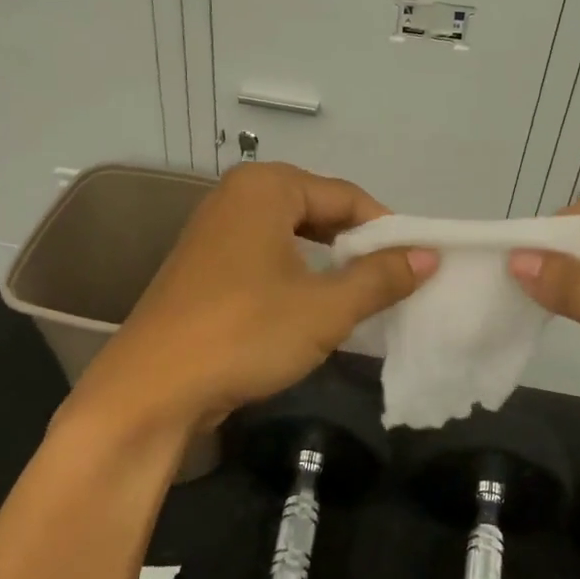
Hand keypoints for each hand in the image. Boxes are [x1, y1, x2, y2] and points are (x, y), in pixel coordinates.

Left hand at [70, 163, 435, 436]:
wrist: (151, 391)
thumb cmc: (244, 334)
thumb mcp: (325, 308)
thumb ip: (380, 277)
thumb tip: (429, 255)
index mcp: (265, 188)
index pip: (347, 196)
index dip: (387, 230)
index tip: (418, 264)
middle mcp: (237, 197)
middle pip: (318, 211)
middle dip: (357, 247)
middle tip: (393, 283)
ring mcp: (215, 232)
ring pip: (292, 238)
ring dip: (329, 265)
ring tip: (361, 298)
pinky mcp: (204, 268)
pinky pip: (266, 258)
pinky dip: (297, 277)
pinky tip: (314, 309)